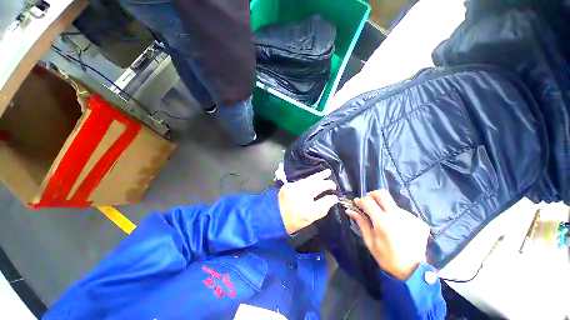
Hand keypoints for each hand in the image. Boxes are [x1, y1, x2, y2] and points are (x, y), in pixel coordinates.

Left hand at [278, 169, 337, 232]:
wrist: (273, 216)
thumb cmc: (293, 221)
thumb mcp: (309, 219)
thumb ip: (322, 209)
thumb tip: (331, 200)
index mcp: (307, 210)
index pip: (324, 201)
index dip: (331, 198)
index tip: (335, 197)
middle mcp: (301, 197)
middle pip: (318, 186)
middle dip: (327, 183)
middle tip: (333, 184)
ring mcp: (294, 189)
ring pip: (310, 179)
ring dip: (319, 176)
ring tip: (327, 172)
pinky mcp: (288, 185)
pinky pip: (302, 180)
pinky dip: (309, 179)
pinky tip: (314, 178)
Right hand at [346, 190, 429, 279]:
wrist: (413, 272)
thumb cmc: (387, 257)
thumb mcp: (370, 241)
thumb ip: (361, 222)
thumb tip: (350, 210)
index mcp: (383, 223)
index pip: (368, 201)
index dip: (360, 200)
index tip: (357, 204)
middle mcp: (398, 216)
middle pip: (382, 194)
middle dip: (372, 195)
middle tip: (368, 203)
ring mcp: (411, 218)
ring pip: (392, 204)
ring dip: (385, 208)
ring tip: (385, 221)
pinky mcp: (419, 222)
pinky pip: (403, 213)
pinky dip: (396, 216)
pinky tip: (397, 227)